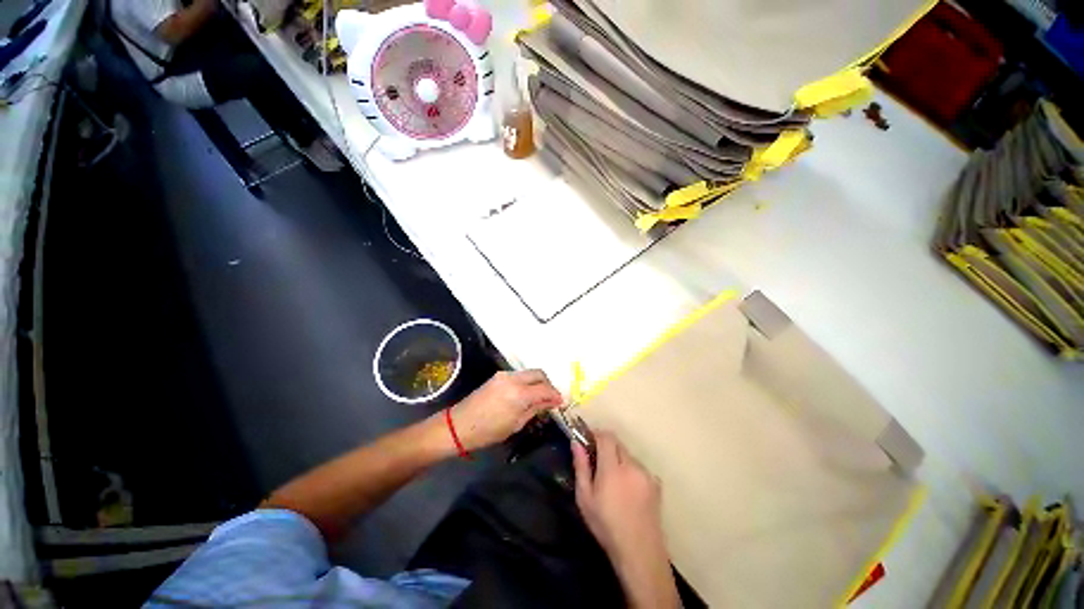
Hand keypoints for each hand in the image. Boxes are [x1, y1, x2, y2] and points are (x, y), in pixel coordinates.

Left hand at [449, 370, 562, 450]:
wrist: (459, 425)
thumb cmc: (488, 431)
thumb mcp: (516, 423)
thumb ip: (535, 409)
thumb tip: (551, 402)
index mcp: (519, 393)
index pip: (545, 389)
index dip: (555, 395)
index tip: (561, 402)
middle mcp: (514, 378)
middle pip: (539, 374)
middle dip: (548, 384)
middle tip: (551, 398)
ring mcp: (505, 375)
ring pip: (529, 373)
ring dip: (537, 382)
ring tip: (540, 397)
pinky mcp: (498, 376)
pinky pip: (519, 375)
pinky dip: (527, 382)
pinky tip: (527, 394)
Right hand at [572, 431, 663, 557]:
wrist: (640, 552)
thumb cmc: (606, 526)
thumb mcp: (585, 499)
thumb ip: (581, 467)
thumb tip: (576, 442)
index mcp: (613, 469)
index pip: (607, 437)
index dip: (596, 434)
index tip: (588, 440)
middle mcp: (632, 465)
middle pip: (618, 443)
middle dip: (606, 446)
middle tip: (597, 462)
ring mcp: (646, 474)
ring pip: (628, 455)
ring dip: (618, 459)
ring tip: (613, 481)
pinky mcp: (656, 483)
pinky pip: (639, 467)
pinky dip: (630, 470)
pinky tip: (627, 491)